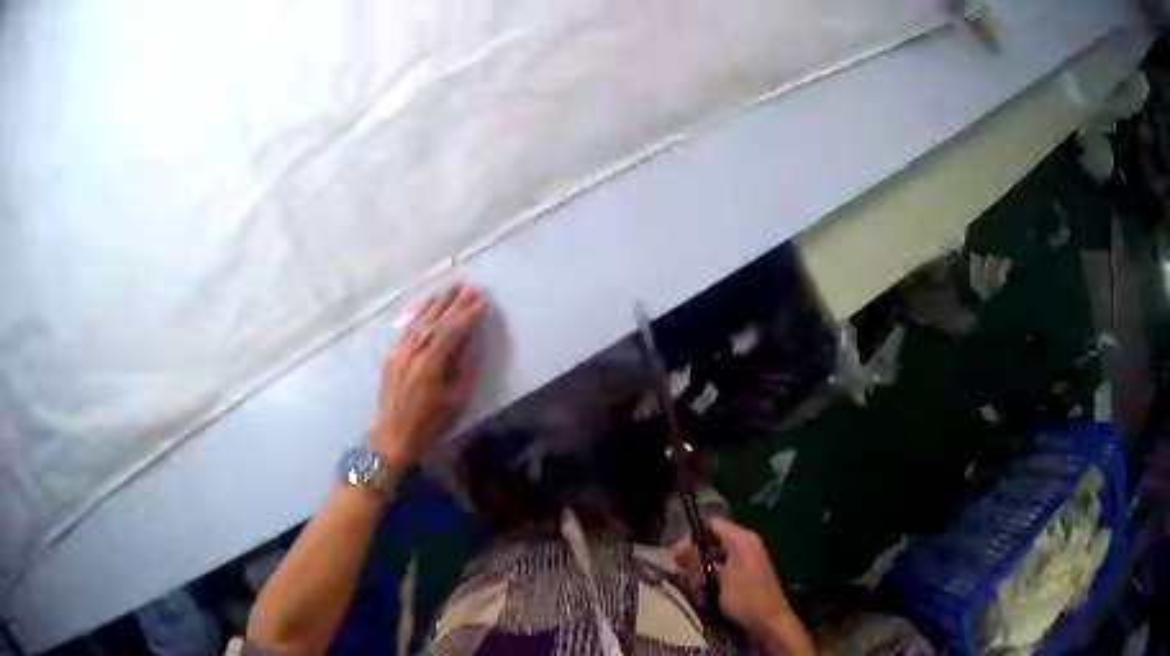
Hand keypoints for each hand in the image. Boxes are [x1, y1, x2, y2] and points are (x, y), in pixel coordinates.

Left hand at [370, 282, 486, 467]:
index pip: (451, 332)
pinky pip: (407, 329)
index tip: (482, 301)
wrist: (391, 438)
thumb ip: (465, 367)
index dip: (467, 315)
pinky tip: (427, 303)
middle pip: (435, 322)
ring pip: (420, 321)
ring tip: (451, 287)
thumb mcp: (455, 401)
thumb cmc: (429, 425)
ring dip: (437, 303)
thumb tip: (474, 339)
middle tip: (469, 286)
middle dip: (453, 303)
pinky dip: (418, 313)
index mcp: (429, 365)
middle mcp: (412, 353)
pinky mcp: (391, 356)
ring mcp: (398, 353)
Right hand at [674, 518, 812, 654]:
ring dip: (703, 565)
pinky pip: (725, 564)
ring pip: (717, 554)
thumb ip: (697, 560)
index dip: (694, 535)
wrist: (769, 620)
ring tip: (690, 580)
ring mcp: (749, 557)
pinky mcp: (748, 571)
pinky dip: (713, 572)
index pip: (712, 524)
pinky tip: (704, 586)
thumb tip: (680, 542)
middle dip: (696, 553)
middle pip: (714, 539)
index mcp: (742, 538)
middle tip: (680, 569)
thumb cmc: (744, 598)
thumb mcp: (717, 578)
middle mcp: (747, 542)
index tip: (679, 553)